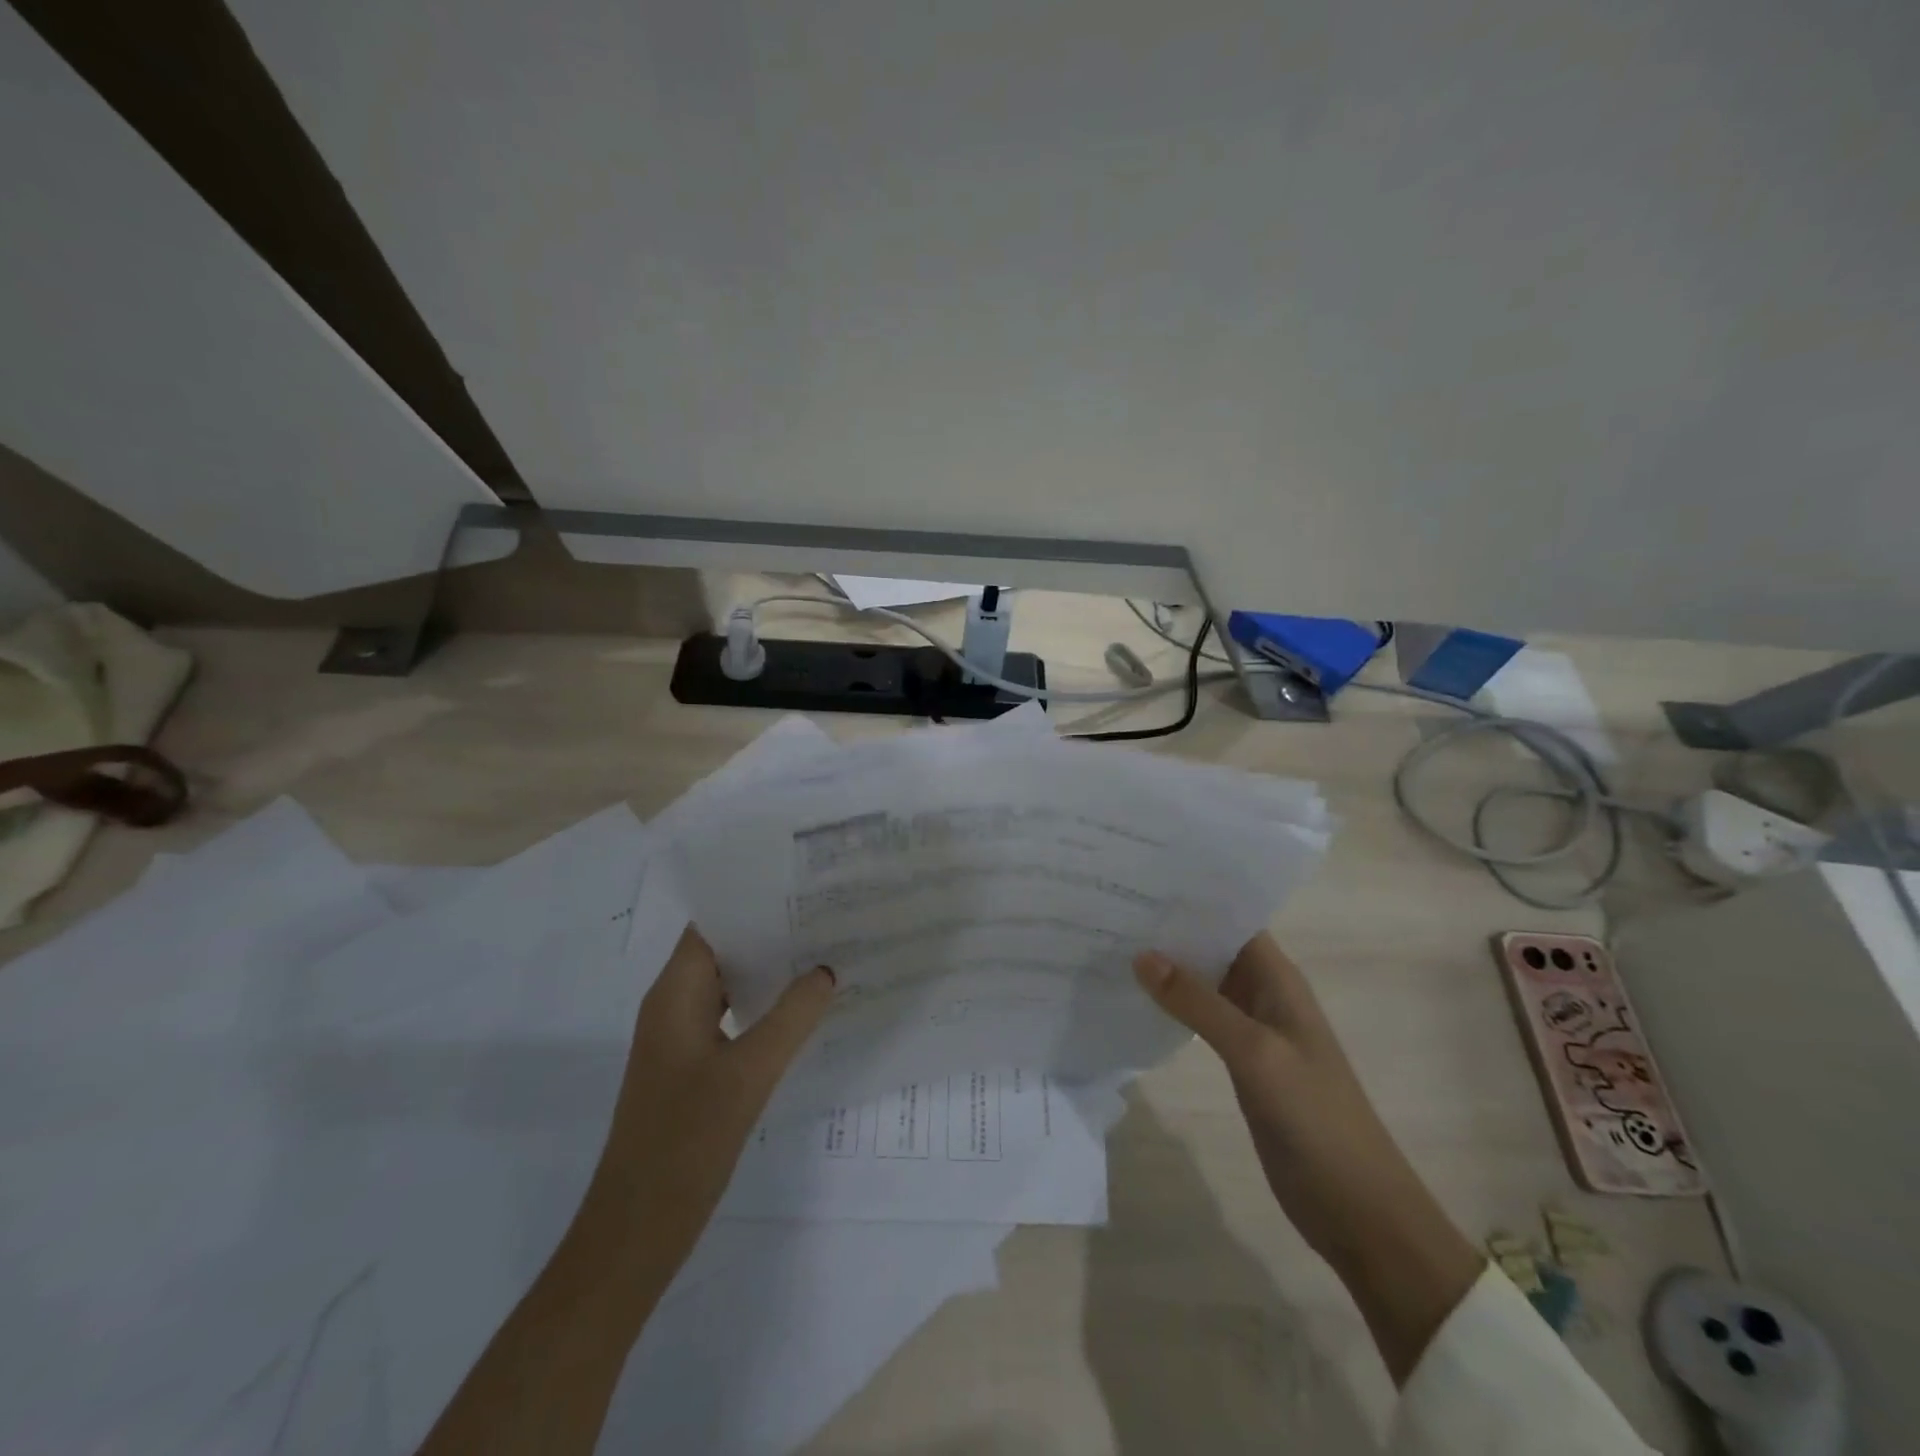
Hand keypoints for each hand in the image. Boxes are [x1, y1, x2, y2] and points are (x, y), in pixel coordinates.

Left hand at [587, 928, 835, 1280]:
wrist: (635, 1230)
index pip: (711, 925)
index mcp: (674, 994)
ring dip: (767, 970)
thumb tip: (825, 969)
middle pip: (722, 951)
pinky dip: (761, 1006)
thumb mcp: (749, 1074)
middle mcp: (672, 1006)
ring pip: (727, 986)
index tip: (801, 887)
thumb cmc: (685, 1142)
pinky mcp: (690, 1067)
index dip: (751, 901)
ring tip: (822, 953)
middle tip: (825, 916)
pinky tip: (800, 1011)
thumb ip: (792, 1016)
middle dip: (769, 932)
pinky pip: (729, 1018)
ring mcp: (680, 1039)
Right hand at [1133, 933, 1482, 1383]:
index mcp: (1278, 979)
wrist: (1356, 1207)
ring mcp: (1252, 1029)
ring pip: (1204, 982)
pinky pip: (1200, 1018)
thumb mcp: (1255, 1053)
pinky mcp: (1240, 1061)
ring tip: (1112, 941)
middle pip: (1215, 946)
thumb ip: (1199, 1004)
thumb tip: (1142, 954)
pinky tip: (1134, 998)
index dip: (1194, 898)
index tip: (1141, 879)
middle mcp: (1264, 994)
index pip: (1233, 919)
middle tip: (1112, 905)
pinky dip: (1172, 1005)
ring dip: (1168, 966)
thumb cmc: (1315, 1118)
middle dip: (1171, 928)